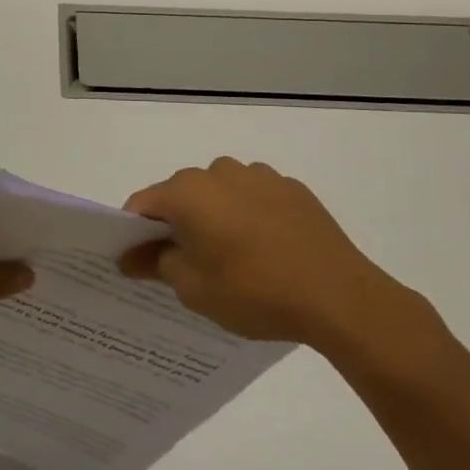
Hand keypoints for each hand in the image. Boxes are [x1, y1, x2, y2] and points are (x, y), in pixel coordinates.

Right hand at [120, 158, 420, 353]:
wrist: (339, 297)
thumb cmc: (254, 291)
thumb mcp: (193, 288)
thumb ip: (155, 264)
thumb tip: (129, 256)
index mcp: (187, 192)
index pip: (142, 205)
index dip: (133, 233)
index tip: (139, 262)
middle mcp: (218, 172)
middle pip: (181, 195)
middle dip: (176, 225)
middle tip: (186, 266)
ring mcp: (258, 176)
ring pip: (219, 194)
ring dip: (214, 218)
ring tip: (233, 259)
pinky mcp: (291, 188)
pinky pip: (253, 198)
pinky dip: (248, 217)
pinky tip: (266, 251)